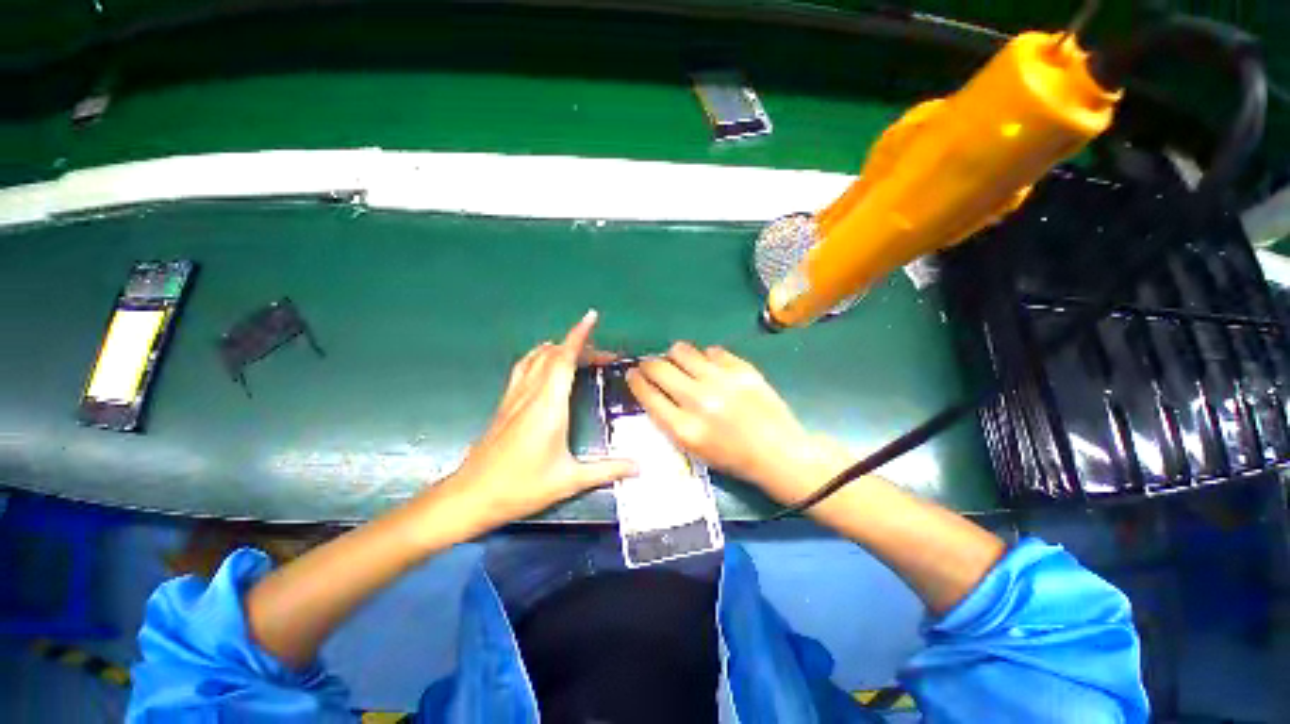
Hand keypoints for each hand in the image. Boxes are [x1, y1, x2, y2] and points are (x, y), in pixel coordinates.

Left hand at [443, 310, 636, 531]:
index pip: (564, 358)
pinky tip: (546, 366)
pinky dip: (540, 357)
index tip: (591, 317)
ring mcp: (515, 396)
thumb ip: (607, 470)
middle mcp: (531, 393)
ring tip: (579, 354)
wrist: (471, 496)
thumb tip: (638, 467)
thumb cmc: (521, 487)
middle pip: (553, 354)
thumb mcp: (569, 480)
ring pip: (536, 357)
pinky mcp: (505, 403)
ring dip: (558, 349)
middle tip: (603, 356)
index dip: (578, 335)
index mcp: (549, 405)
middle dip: (579, 345)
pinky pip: (524, 368)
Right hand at [626, 343, 851, 505]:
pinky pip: (712, 350)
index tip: (632, 374)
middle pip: (659, 368)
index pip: (648, 394)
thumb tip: (654, 389)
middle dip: (649, 364)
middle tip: (651, 365)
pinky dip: (706, 357)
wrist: (779, 453)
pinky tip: (710, 367)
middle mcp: (699, 401)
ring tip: (680, 362)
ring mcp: (722, 381)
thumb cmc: (733, 458)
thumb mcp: (694, 449)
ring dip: (675, 355)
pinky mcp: (742, 369)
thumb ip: (670, 419)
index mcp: (685, 428)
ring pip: (682, 350)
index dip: (635, 380)